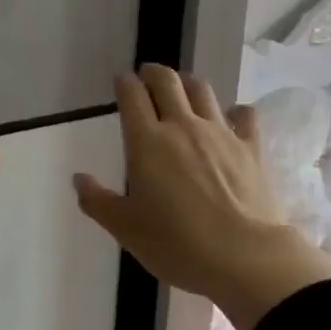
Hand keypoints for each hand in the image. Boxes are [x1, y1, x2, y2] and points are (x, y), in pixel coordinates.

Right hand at [73, 65, 330, 329]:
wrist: (243, 257)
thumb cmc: (177, 244)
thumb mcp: (126, 229)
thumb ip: (97, 201)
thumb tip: (79, 178)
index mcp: (147, 142)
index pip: (132, 96)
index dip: (125, 83)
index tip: (122, 81)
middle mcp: (182, 126)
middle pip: (167, 82)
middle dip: (154, 73)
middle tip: (148, 75)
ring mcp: (220, 132)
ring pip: (202, 90)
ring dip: (188, 83)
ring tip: (183, 88)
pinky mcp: (251, 146)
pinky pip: (244, 115)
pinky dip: (235, 111)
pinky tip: (232, 117)